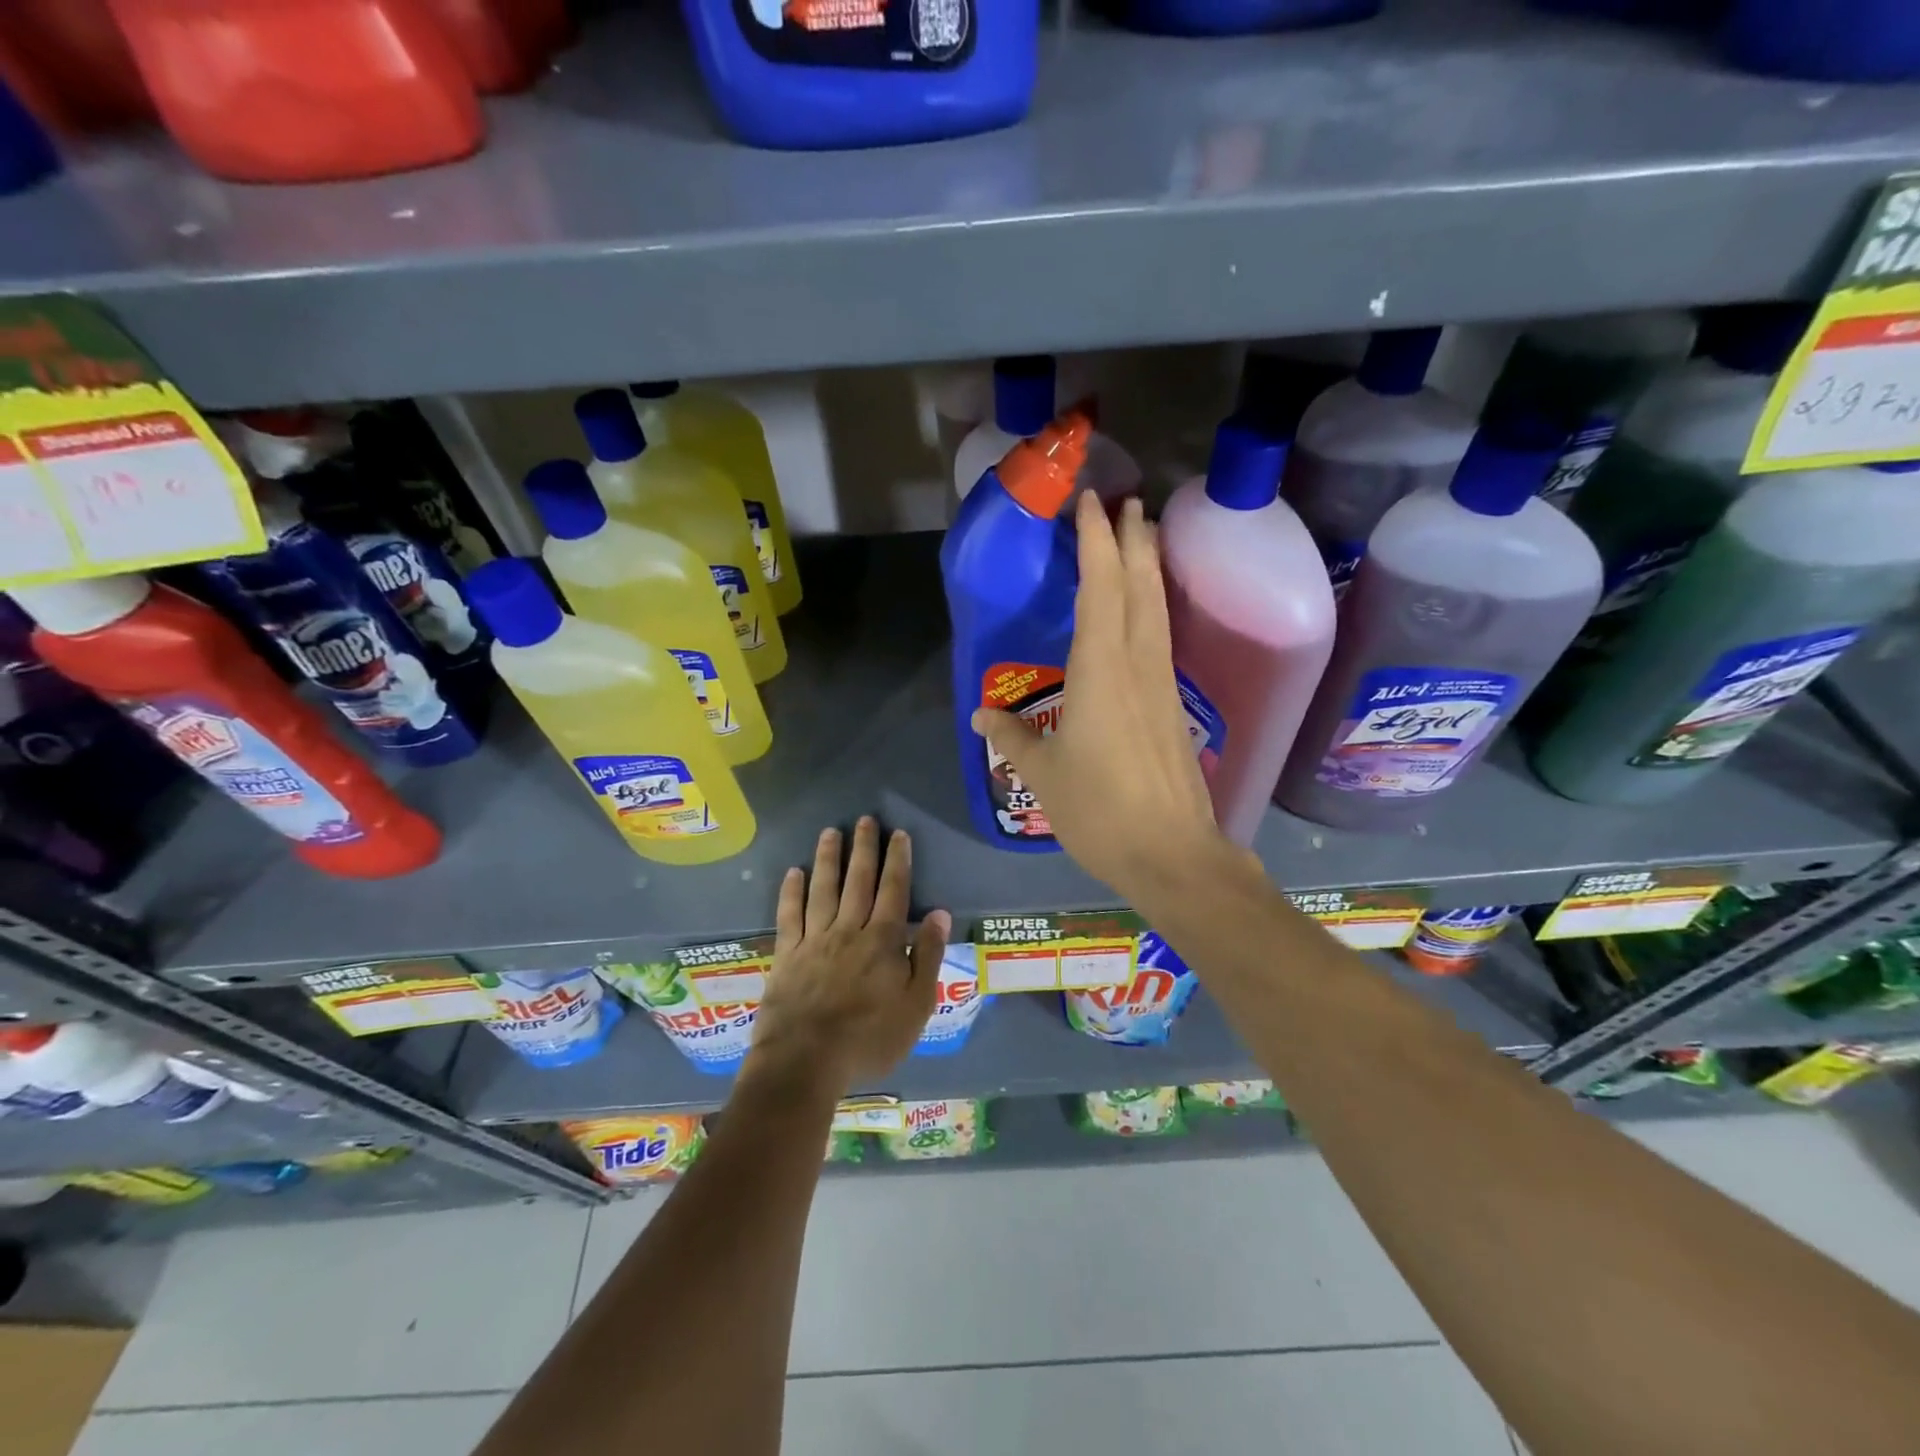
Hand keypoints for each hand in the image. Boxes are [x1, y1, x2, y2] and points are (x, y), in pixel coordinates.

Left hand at [744, 818, 949, 1100]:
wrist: (806, 1061)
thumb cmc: (869, 1038)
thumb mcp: (916, 1005)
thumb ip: (929, 956)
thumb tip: (940, 913)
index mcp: (883, 941)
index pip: (894, 891)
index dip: (898, 860)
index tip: (899, 834)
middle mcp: (849, 930)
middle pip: (858, 881)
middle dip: (864, 848)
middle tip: (865, 819)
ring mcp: (814, 940)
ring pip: (823, 889)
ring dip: (828, 859)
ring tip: (831, 832)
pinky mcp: (787, 955)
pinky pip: (789, 915)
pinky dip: (792, 891)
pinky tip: (794, 872)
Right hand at [972, 491, 1226, 898]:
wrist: (1170, 852)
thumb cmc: (1099, 809)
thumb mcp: (1043, 772)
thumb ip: (1011, 737)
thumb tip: (981, 715)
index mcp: (1102, 669)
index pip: (1101, 588)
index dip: (1095, 541)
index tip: (1090, 502)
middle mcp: (1137, 664)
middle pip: (1140, 586)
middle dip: (1133, 540)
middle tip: (1127, 503)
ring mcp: (1161, 685)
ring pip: (1157, 609)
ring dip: (1149, 568)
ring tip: (1143, 537)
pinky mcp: (1171, 707)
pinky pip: (1160, 638)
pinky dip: (1152, 607)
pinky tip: (1145, 612)